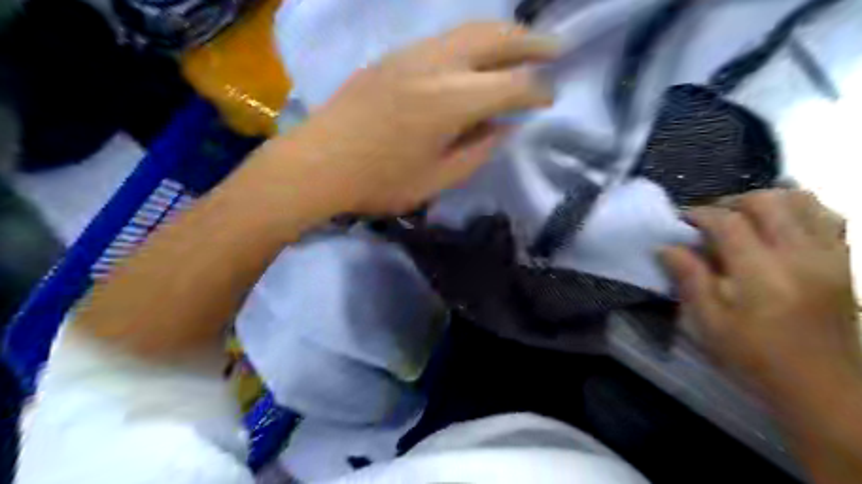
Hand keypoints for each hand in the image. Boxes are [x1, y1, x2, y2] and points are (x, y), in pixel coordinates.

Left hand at [276, 21, 559, 214]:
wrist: (318, 164)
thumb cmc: (380, 182)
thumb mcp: (437, 179)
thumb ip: (477, 151)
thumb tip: (503, 128)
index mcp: (452, 101)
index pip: (512, 86)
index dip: (537, 92)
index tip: (549, 100)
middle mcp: (437, 66)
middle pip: (495, 38)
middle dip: (531, 43)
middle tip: (555, 50)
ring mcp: (412, 55)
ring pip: (468, 29)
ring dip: (502, 34)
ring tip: (523, 45)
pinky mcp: (393, 57)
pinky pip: (444, 38)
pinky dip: (471, 40)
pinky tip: (476, 55)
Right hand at [661, 189, 854, 408]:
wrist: (822, 387)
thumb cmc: (755, 357)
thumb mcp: (710, 324)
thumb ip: (689, 279)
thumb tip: (666, 247)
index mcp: (762, 275)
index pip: (729, 223)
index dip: (700, 214)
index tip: (682, 220)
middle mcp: (800, 256)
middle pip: (767, 201)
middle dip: (731, 202)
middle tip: (709, 219)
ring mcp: (827, 256)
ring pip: (802, 201)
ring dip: (766, 200)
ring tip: (742, 217)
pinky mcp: (842, 261)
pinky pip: (826, 216)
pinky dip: (799, 208)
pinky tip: (777, 222)